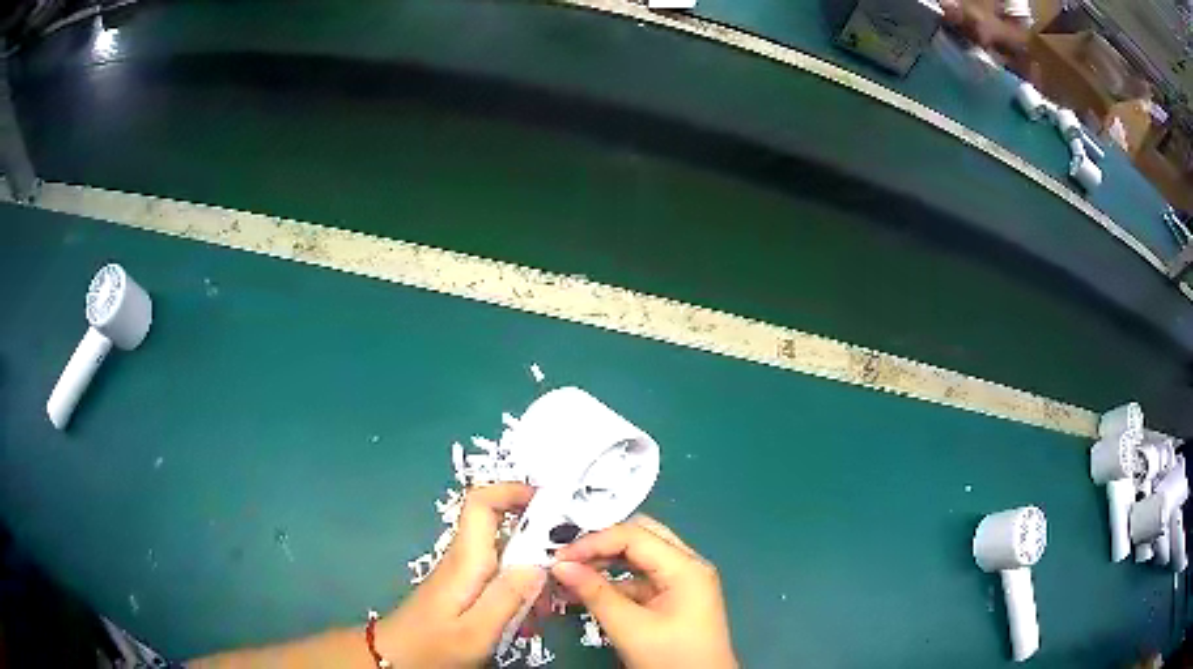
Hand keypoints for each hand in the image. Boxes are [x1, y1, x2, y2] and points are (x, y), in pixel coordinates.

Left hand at [377, 483, 545, 667]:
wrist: (397, 658)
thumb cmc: (433, 646)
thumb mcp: (476, 631)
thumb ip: (508, 597)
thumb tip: (540, 564)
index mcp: (466, 559)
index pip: (482, 502)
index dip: (514, 491)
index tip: (551, 504)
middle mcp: (465, 558)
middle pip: (505, 528)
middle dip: (540, 544)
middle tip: (563, 575)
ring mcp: (465, 572)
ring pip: (508, 555)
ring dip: (533, 574)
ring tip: (546, 608)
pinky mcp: (467, 588)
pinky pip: (501, 576)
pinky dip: (521, 591)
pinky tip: (527, 619)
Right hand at [551, 516, 737, 668]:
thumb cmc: (671, 658)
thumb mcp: (630, 628)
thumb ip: (595, 593)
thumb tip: (560, 566)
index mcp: (685, 567)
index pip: (634, 536)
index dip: (594, 542)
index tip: (559, 557)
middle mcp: (687, 566)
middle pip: (640, 537)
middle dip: (600, 544)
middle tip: (566, 556)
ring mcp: (682, 582)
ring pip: (639, 557)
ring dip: (605, 563)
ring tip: (569, 574)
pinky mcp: (673, 599)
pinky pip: (640, 579)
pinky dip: (614, 582)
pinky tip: (587, 591)